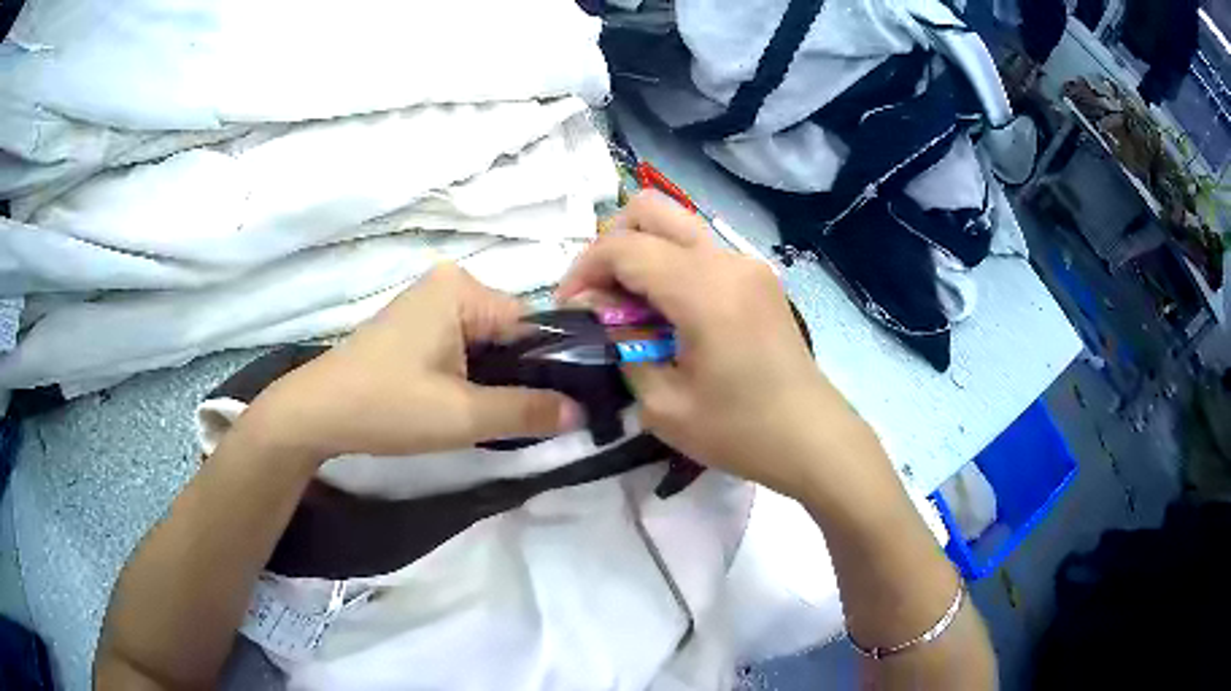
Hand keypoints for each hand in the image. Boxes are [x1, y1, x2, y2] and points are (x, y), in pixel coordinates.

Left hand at [244, 264, 581, 467]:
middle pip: (508, 332)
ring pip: (485, 342)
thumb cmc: (388, 406)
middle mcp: (447, 284)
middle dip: (520, 375)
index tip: (568, 405)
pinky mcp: (413, 326)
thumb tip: (582, 413)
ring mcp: (426, 303)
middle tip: (528, 420)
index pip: (531, 323)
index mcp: (462, 289)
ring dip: (495, 379)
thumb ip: (527, 412)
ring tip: (496, 417)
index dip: (552, 366)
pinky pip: (461, 345)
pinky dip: (471, 375)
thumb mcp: (464, 417)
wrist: (316, 413)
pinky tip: (466, 404)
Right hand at [558, 192, 871, 497]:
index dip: (584, 270)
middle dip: (610, 242)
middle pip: (650, 209)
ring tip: (630, 305)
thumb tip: (598, 310)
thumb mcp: (662, 403)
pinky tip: (667, 311)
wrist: (812, 438)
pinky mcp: (757, 277)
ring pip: (676, 223)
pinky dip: (669, 263)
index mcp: (703, 288)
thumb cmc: (739, 431)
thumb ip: (621, 345)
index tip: (570, 308)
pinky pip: (700, 249)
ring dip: (641, 250)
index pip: (624, 247)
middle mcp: (727, 259)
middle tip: (599, 294)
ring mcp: (747, 263)